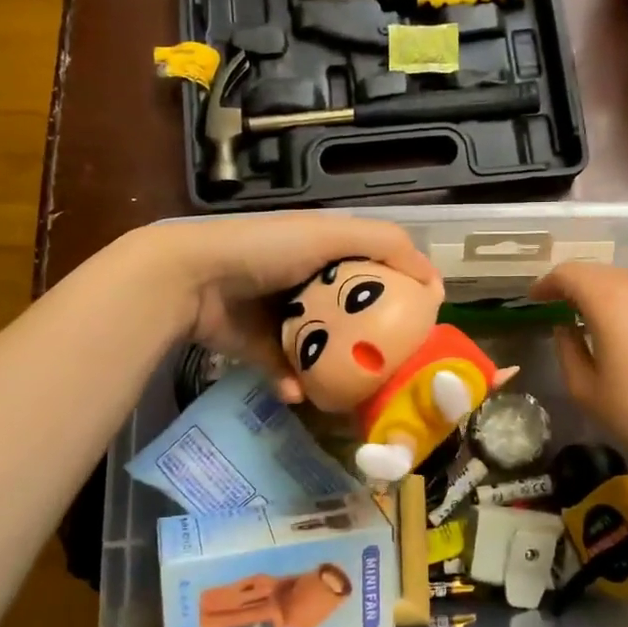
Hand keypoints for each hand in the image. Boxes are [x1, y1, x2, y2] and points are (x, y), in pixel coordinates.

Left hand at [131, 215, 436, 400]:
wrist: (193, 278)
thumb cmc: (268, 249)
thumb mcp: (332, 233)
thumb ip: (387, 244)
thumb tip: (434, 283)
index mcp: (329, 252)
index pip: (378, 272)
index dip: (403, 294)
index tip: (423, 324)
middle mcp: (309, 283)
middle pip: (354, 315)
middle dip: (374, 341)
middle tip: (396, 366)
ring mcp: (283, 318)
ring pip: (323, 350)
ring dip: (338, 371)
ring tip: (359, 391)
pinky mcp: (259, 348)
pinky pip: (286, 371)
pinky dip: (295, 383)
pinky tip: (303, 393)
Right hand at [531, 262, 627, 489]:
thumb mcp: (585, 389)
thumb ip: (567, 348)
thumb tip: (565, 327)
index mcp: (611, 303)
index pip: (570, 273)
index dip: (547, 282)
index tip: (534, 299)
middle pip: (599, 272)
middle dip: (573, 285)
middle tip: (556, 307)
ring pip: (626, 282)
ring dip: (602, 292)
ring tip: (588, 319)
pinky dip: (627, 303)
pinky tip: (624, 330)